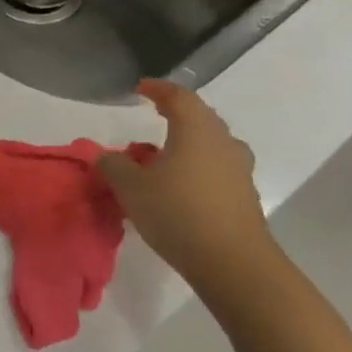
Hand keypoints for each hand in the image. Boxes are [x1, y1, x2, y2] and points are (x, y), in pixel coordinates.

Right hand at [97, 80, 274, 285]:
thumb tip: (107, 156)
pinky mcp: (243, 195)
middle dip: (176, 113)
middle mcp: (222, 142)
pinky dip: (197, 166)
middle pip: (201, 117)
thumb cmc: (177, 212)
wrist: (232, 262)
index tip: (141, 88)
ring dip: (188, 142)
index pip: (179, 97)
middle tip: (155, 114)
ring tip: (164, 153)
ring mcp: (238, 169)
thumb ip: (114, 166)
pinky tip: (179, 183)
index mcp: (196, 131)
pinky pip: (216, 167)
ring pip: (211, 143)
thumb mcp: (130, 188)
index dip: (159, 89)